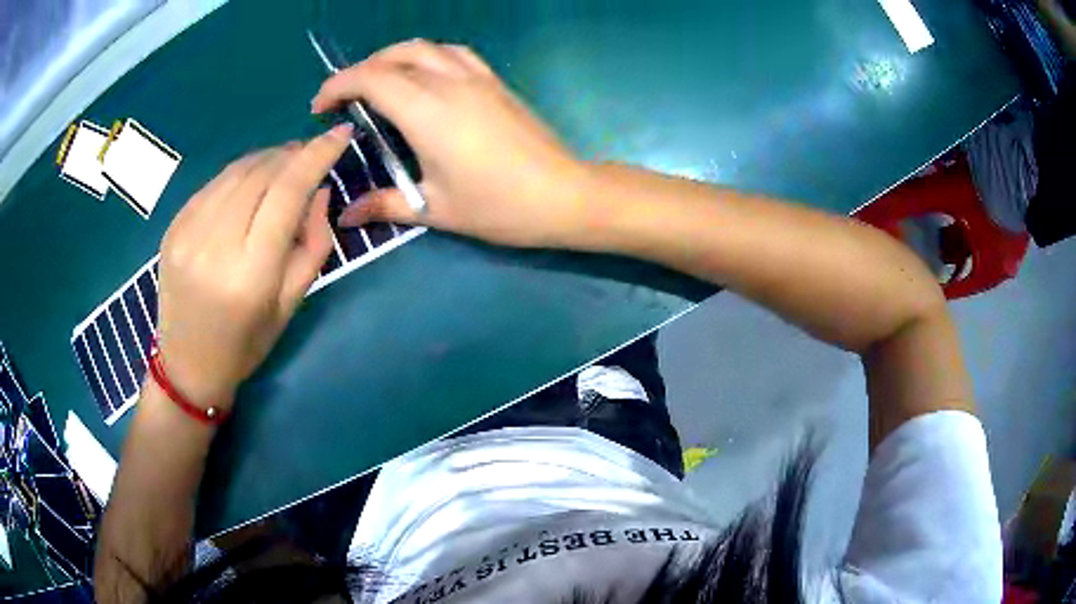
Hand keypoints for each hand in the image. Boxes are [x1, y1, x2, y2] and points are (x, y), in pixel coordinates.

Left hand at [155, 125, 352, 408]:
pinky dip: (239, 174)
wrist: (187, 364)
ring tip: (283, 166)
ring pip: (236, 171)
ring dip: (266, 160)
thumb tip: (319, 189)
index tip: (341, 133)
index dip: (316, 155)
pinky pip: (214, 184)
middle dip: (292, 154)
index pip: (287, 192)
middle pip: (261, 173)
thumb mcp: (291, 304)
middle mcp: (215, 246)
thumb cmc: (245, 344)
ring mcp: (187, 233)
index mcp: (250, 274)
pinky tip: (249, 185)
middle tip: (310, 155)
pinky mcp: (173, 228)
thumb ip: (314, 243)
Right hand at [312, 40, 596, 248]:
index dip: (338, 86)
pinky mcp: (495, 82)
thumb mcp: (435, 209)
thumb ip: (385, 205)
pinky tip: (423, 77)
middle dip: (361, 70)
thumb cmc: (499, 207)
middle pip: (395, 55)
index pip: (372, 79)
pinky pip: (454, 53)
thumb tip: (344, 217)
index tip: (320, 108)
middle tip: (344, 99)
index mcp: (428, 112)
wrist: (564, 195)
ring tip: (378, 83)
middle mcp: (450, 83)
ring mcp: (477, 78)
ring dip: (393, 57)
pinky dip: (428, 56)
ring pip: (426, 47)